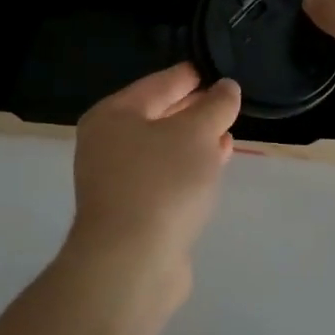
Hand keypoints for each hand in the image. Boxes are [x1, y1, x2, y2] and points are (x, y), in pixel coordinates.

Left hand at [68, 64, 240, 283]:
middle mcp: (107, 143)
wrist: (131, 263)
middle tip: (227, 102)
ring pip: (163, 149)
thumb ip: (215, 106)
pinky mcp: (131, 211)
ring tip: (227, 133)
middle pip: (158, 115)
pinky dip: (189, 167)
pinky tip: (215, 165)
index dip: (189, 76)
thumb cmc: (161, 183)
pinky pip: (165, 176)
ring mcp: (116, 180)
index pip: (158, 83)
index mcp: (113, 114)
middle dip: (193, 109)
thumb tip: (226, 87)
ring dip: (195, 141)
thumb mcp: (196, 133)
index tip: (215, 70)